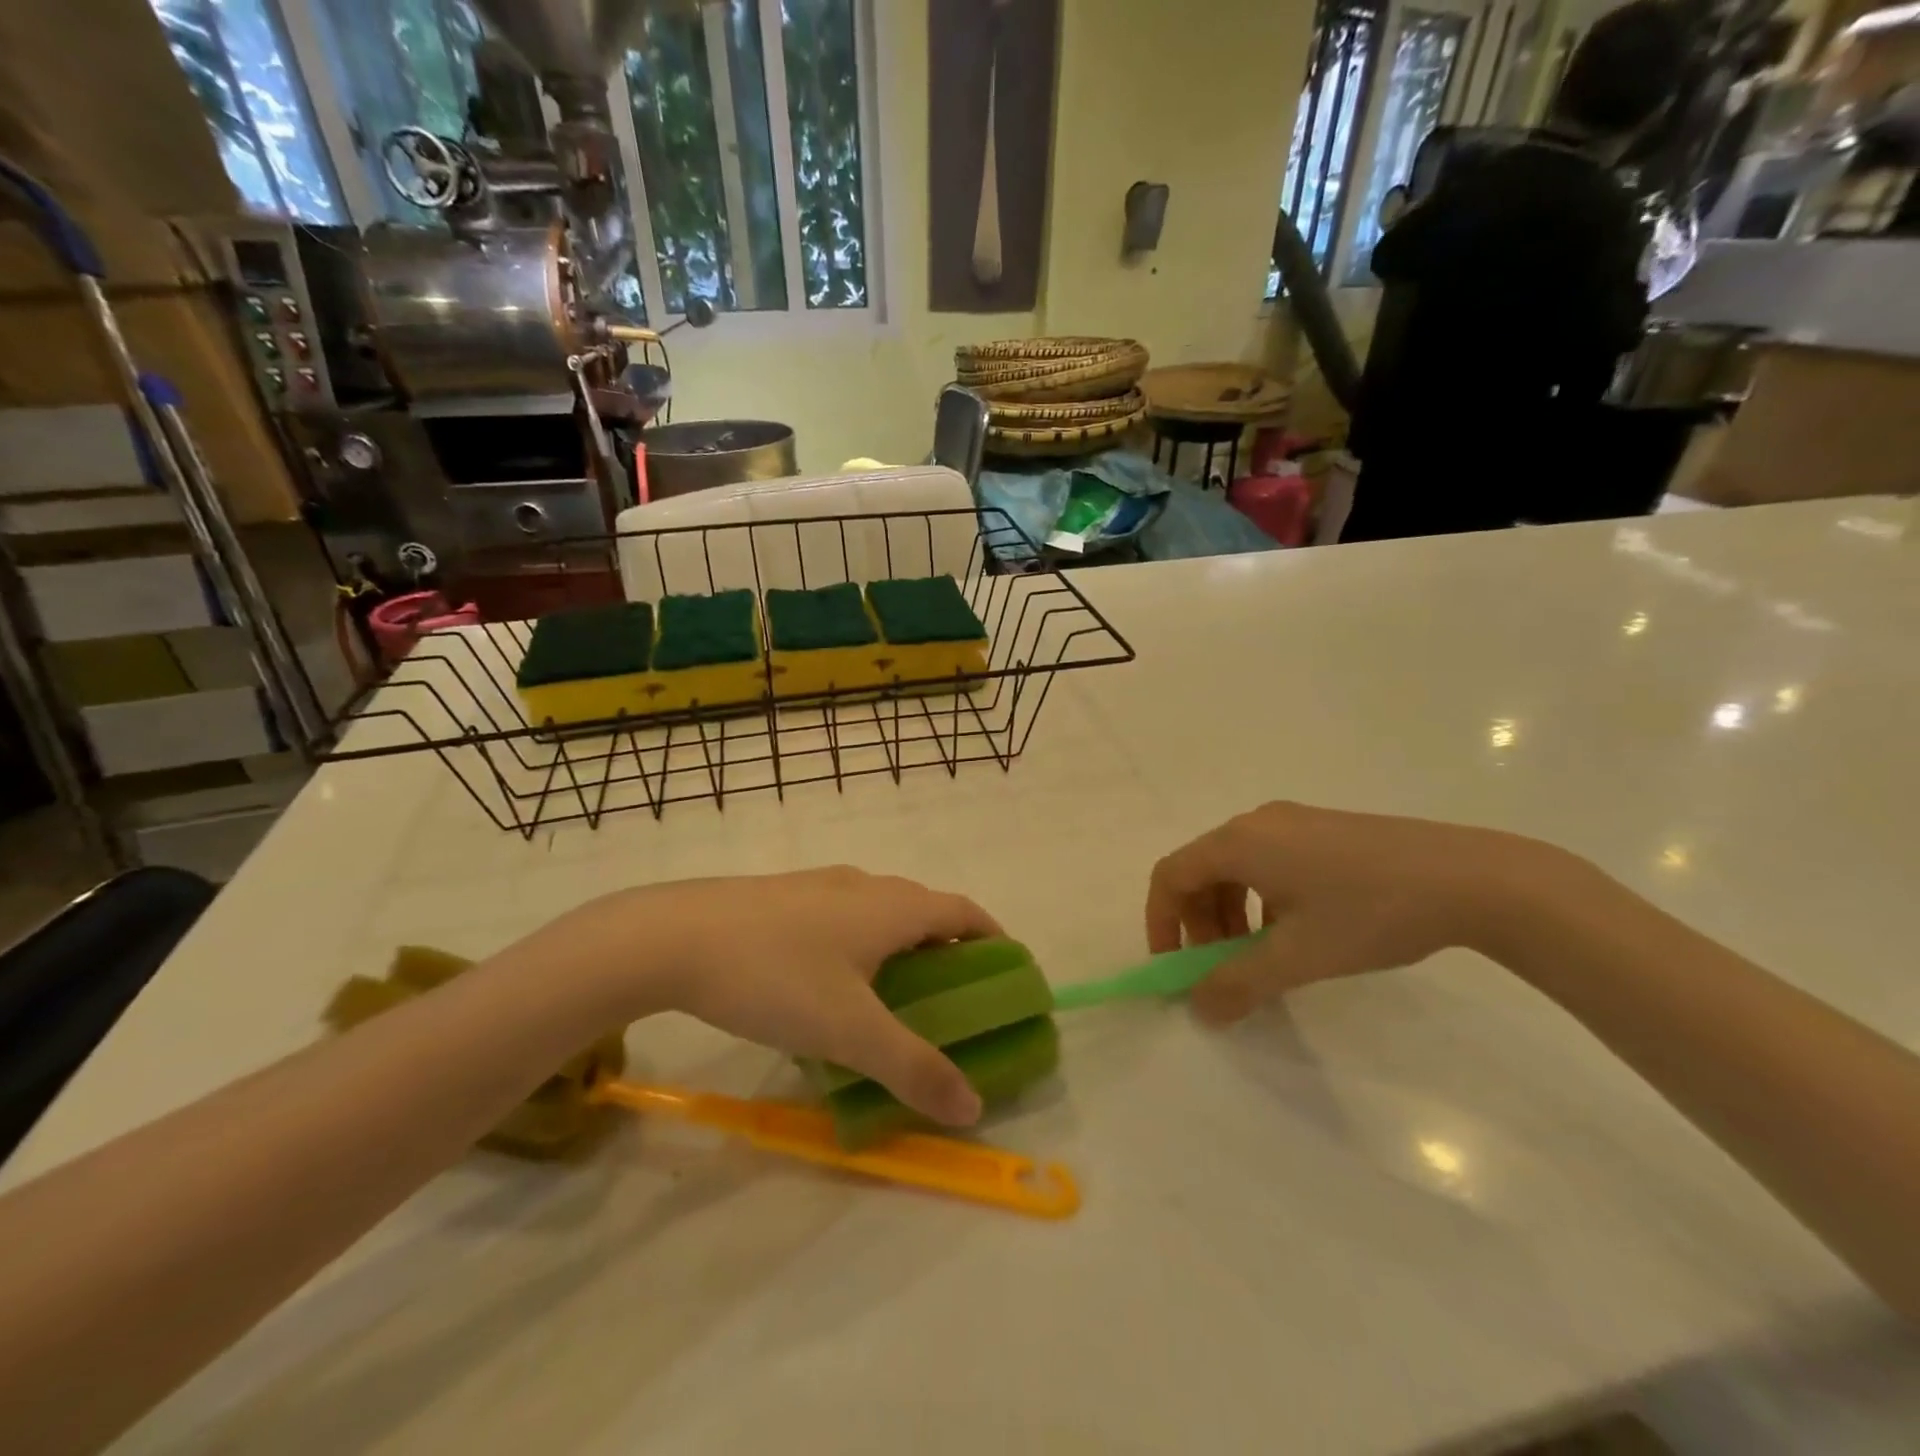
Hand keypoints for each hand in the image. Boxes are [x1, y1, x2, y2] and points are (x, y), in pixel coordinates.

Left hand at [540, 868, 999, 1127]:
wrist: (673, 937)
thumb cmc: (776, 976)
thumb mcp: (850, 1032)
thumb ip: (914, 1068)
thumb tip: (973, 1107)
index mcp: (893, 906)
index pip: (964, 912)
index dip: (993, 938)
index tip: (1006, 972)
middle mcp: (864, 884)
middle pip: (924, 910)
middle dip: (948, 948)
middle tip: (951, 999)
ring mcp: (819, 886)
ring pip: (879, 912)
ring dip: (901, 945)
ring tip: (894, 996)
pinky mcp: (782, 897)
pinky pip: (842, 917)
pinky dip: (859, 944)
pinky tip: (828, 985)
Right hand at [1146, 802, 1541, 1023]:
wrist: (1471, 878)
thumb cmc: (1370, 912)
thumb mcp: (1298, 956)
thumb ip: (1239, 984)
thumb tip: (1198, 1009)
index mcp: (1240, 842)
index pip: (1171, 875)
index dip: (1161, 921)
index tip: (1175, 966)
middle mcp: (1258, 823)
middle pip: (1201, 870)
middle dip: (1199, 923)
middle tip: (1221, 968)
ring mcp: (1294, 822)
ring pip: (1236, 867)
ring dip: (1230, 914)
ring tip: (1259, 955)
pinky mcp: (1324, 830)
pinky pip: (1269, 862)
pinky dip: (1261, 899)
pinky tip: (1297, 931)